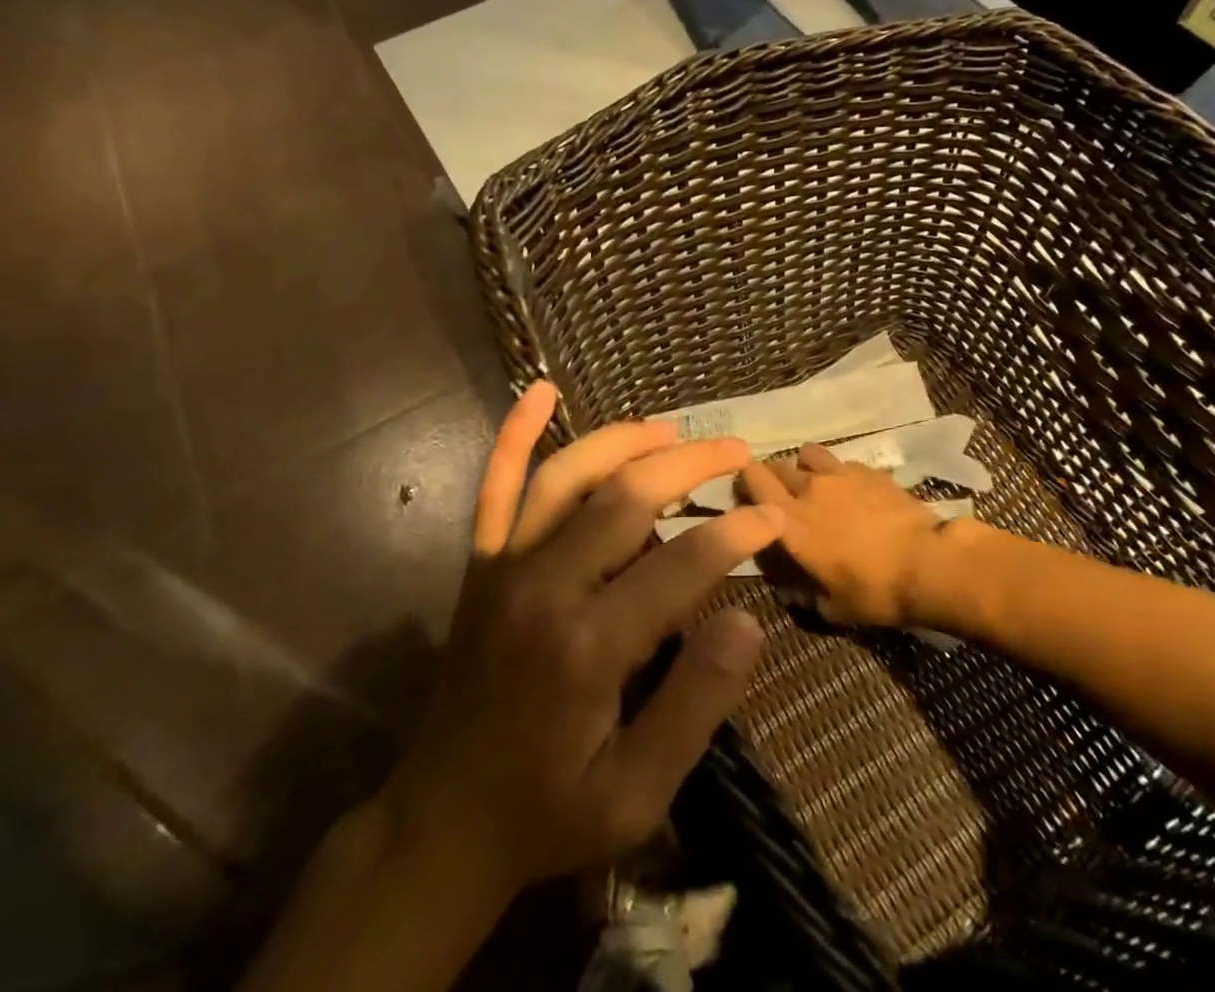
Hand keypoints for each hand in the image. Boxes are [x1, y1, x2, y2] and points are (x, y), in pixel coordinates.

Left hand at [387, 381, 783, 900]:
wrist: (442, 823)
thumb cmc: (549, 811)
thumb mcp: (636, 795)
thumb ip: (694, 705)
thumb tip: (747, 620)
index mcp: (588, 646)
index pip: (681, 564)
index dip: (735, 533)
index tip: (772, 515)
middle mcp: (544, 587)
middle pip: (628, 498)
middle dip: (691, 465)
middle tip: (735, 451)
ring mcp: (506, 567)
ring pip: (569, 475)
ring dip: (624, 441)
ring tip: (671, 430)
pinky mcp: (481, 564)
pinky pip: (495, 486)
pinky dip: (515, 434)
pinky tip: (538, 390)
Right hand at [740, 443, 943, 627]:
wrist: (927, 562)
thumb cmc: (874, 591)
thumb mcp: (833, 608)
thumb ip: (805, 597)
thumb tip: (790, 593)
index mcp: (790, 521)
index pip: (754, 481)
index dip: (745, 481)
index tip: (745, 493)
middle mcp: (809, 489)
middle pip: (777, 466)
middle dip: (772, 476)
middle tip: (778, 495)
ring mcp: (840, 474)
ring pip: (808, 453)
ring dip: (804, 465)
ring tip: (813, 482)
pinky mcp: (868, 470)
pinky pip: (842, 462)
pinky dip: (838, 472)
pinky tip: (850, 489)